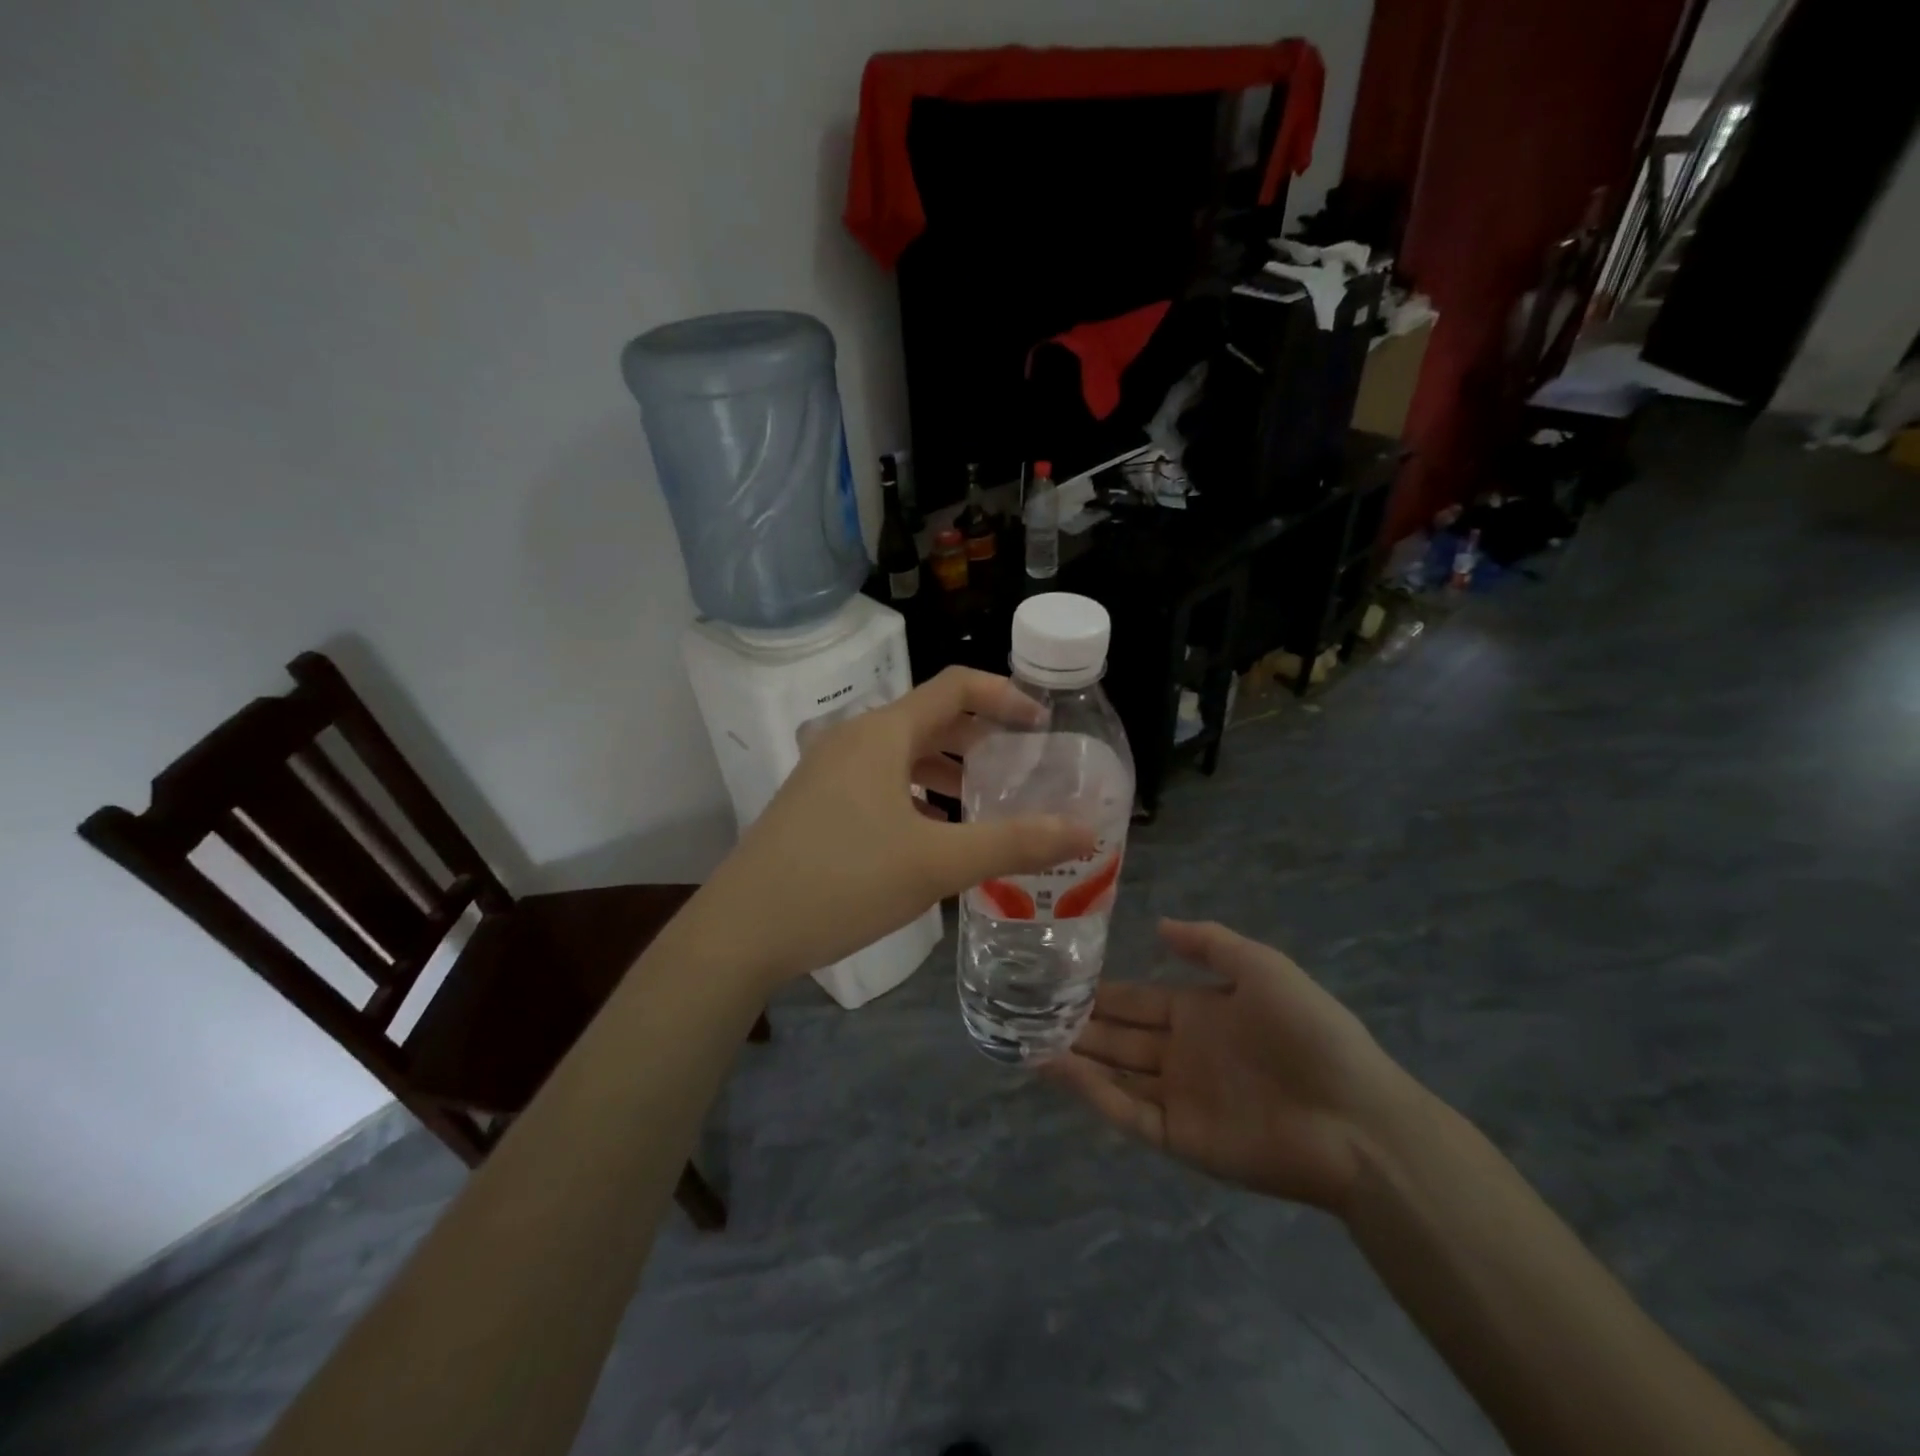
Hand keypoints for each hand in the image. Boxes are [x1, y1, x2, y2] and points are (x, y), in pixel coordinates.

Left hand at [683, 668, 1096, 988]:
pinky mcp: (816, 803)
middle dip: (980, 739)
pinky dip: (915, 794)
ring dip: (946, 770)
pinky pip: (879, 781)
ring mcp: (828, 771)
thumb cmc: (843, 881)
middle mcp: (853, 739)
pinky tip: (931, 833)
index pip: (955, 686)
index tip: (1043, 725)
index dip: (1005, 696)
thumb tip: (1085, 832)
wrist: (741, 930)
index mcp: (882, 733)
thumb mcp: (936, 863)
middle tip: (1021, 769)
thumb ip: (1013, 844)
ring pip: (902, 754)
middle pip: (930, 719)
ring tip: (983, 803)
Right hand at [1048, 919, 1415, 1214]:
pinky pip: (1126, 1111)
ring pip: (1114, 1072)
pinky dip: (1090, 1091)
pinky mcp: (1179, 1137)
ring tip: (1027, 1037)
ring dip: (1075, 1056)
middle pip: (1119, 1035)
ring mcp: (1179, 1096)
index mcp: (1200, 1013)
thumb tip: (1158, 924)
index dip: (1102, 990)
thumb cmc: (1309, 1032)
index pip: (1138, 999)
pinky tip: (1055, 1068)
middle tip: (1029, 1008)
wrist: (1355, 1119)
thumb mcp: (1262, 967)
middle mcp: (1182, 1053)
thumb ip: (1209, 944)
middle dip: (1079, 1022)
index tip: (1058, 977)